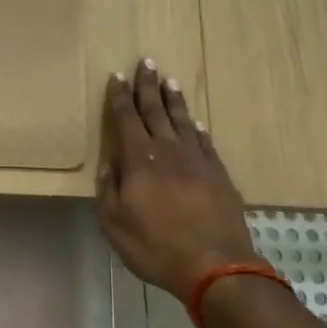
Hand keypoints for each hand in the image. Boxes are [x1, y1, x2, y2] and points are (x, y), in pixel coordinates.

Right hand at [97, 60, 257, 297]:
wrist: (215, 265)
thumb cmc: (156, 247)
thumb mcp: (114, 224)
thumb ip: (108, 190)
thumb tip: (108, 164)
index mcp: (138, 160)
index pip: (125, 118)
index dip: (119, 97)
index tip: (117, 76)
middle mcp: (167, 151)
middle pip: (155, 110)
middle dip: (147, 86)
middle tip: (146, 62)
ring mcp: (196, 160)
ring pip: (181, 120)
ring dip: (173, 99)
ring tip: (170, 80)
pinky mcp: (218, 174)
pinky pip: (205, 142)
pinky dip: (197, 128)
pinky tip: (195, 121)